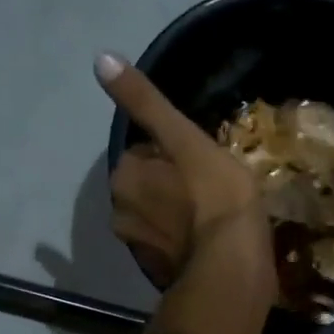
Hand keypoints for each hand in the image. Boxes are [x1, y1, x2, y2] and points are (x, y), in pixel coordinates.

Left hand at [97, 52, 275, 299]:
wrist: (233, 269)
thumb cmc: (215, 197)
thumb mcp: (185, 138)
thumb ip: (146, 102)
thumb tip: (100, 58)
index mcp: (124, 177)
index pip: (143, 154)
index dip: (174, 154)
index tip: (202, 161)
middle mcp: (121, 214)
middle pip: (147, 188)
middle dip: (171, 187)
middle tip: (211, 189)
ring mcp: (141, 249)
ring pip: (159, 219)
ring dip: (179, 217)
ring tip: (214, 217)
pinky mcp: (163, 275)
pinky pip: (173, 249)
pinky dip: (187, 245)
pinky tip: (213, 244)